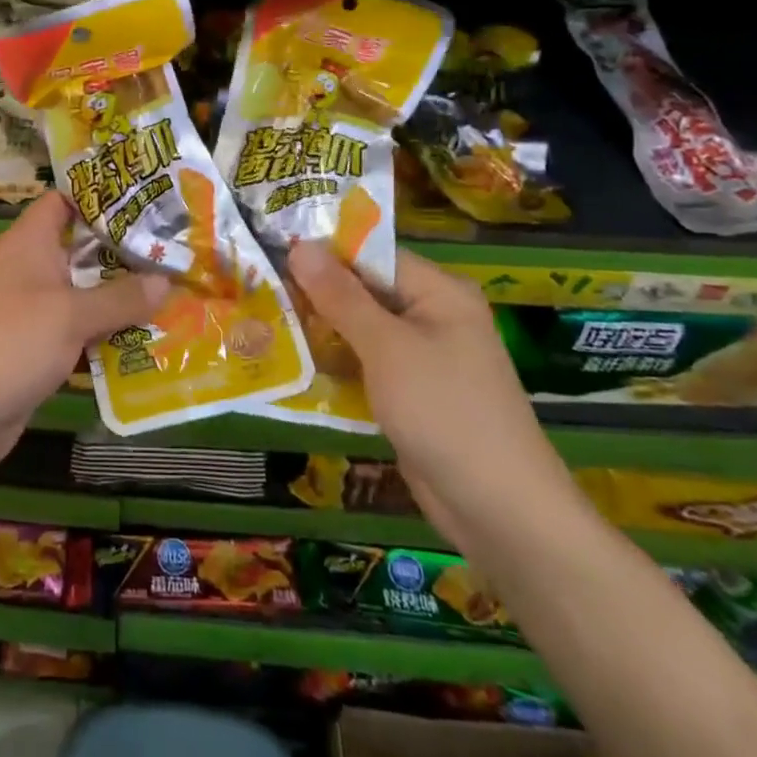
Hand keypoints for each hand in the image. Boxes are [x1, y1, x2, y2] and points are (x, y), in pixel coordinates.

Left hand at [0, 192, 168, 498]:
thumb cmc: (6, 344)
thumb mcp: (68, 315)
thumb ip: (119, 297)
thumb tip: (165, 279)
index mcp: (30, 243)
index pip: (65, 201)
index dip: (102, 195)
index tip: (149, 197)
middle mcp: (33, 272)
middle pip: (84, 250)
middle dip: (128, 252)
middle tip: (180, 251)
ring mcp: (35, 314)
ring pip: (87, 296)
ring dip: (125, 299)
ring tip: (181, 293)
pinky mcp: (39, 353)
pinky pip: (82, 336)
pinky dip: (111, 338)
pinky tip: (154, 341)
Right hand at [287, 242, 581, 553]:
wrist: (499, 510)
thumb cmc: (444, 411)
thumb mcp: (387, 347)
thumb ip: (341, 296)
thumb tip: (301, 247)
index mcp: (439, 292)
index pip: (372, 255)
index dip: (323, 252)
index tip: (271, 252)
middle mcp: (433, 316)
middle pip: (364, 291)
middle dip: (315, 293)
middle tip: (257, 288)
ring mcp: (423, 358)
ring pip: (360, 330)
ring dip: (319, 330)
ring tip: (262, 320)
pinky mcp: (411, 393)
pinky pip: (366, 364)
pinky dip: (335, 363)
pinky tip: (292, 363)